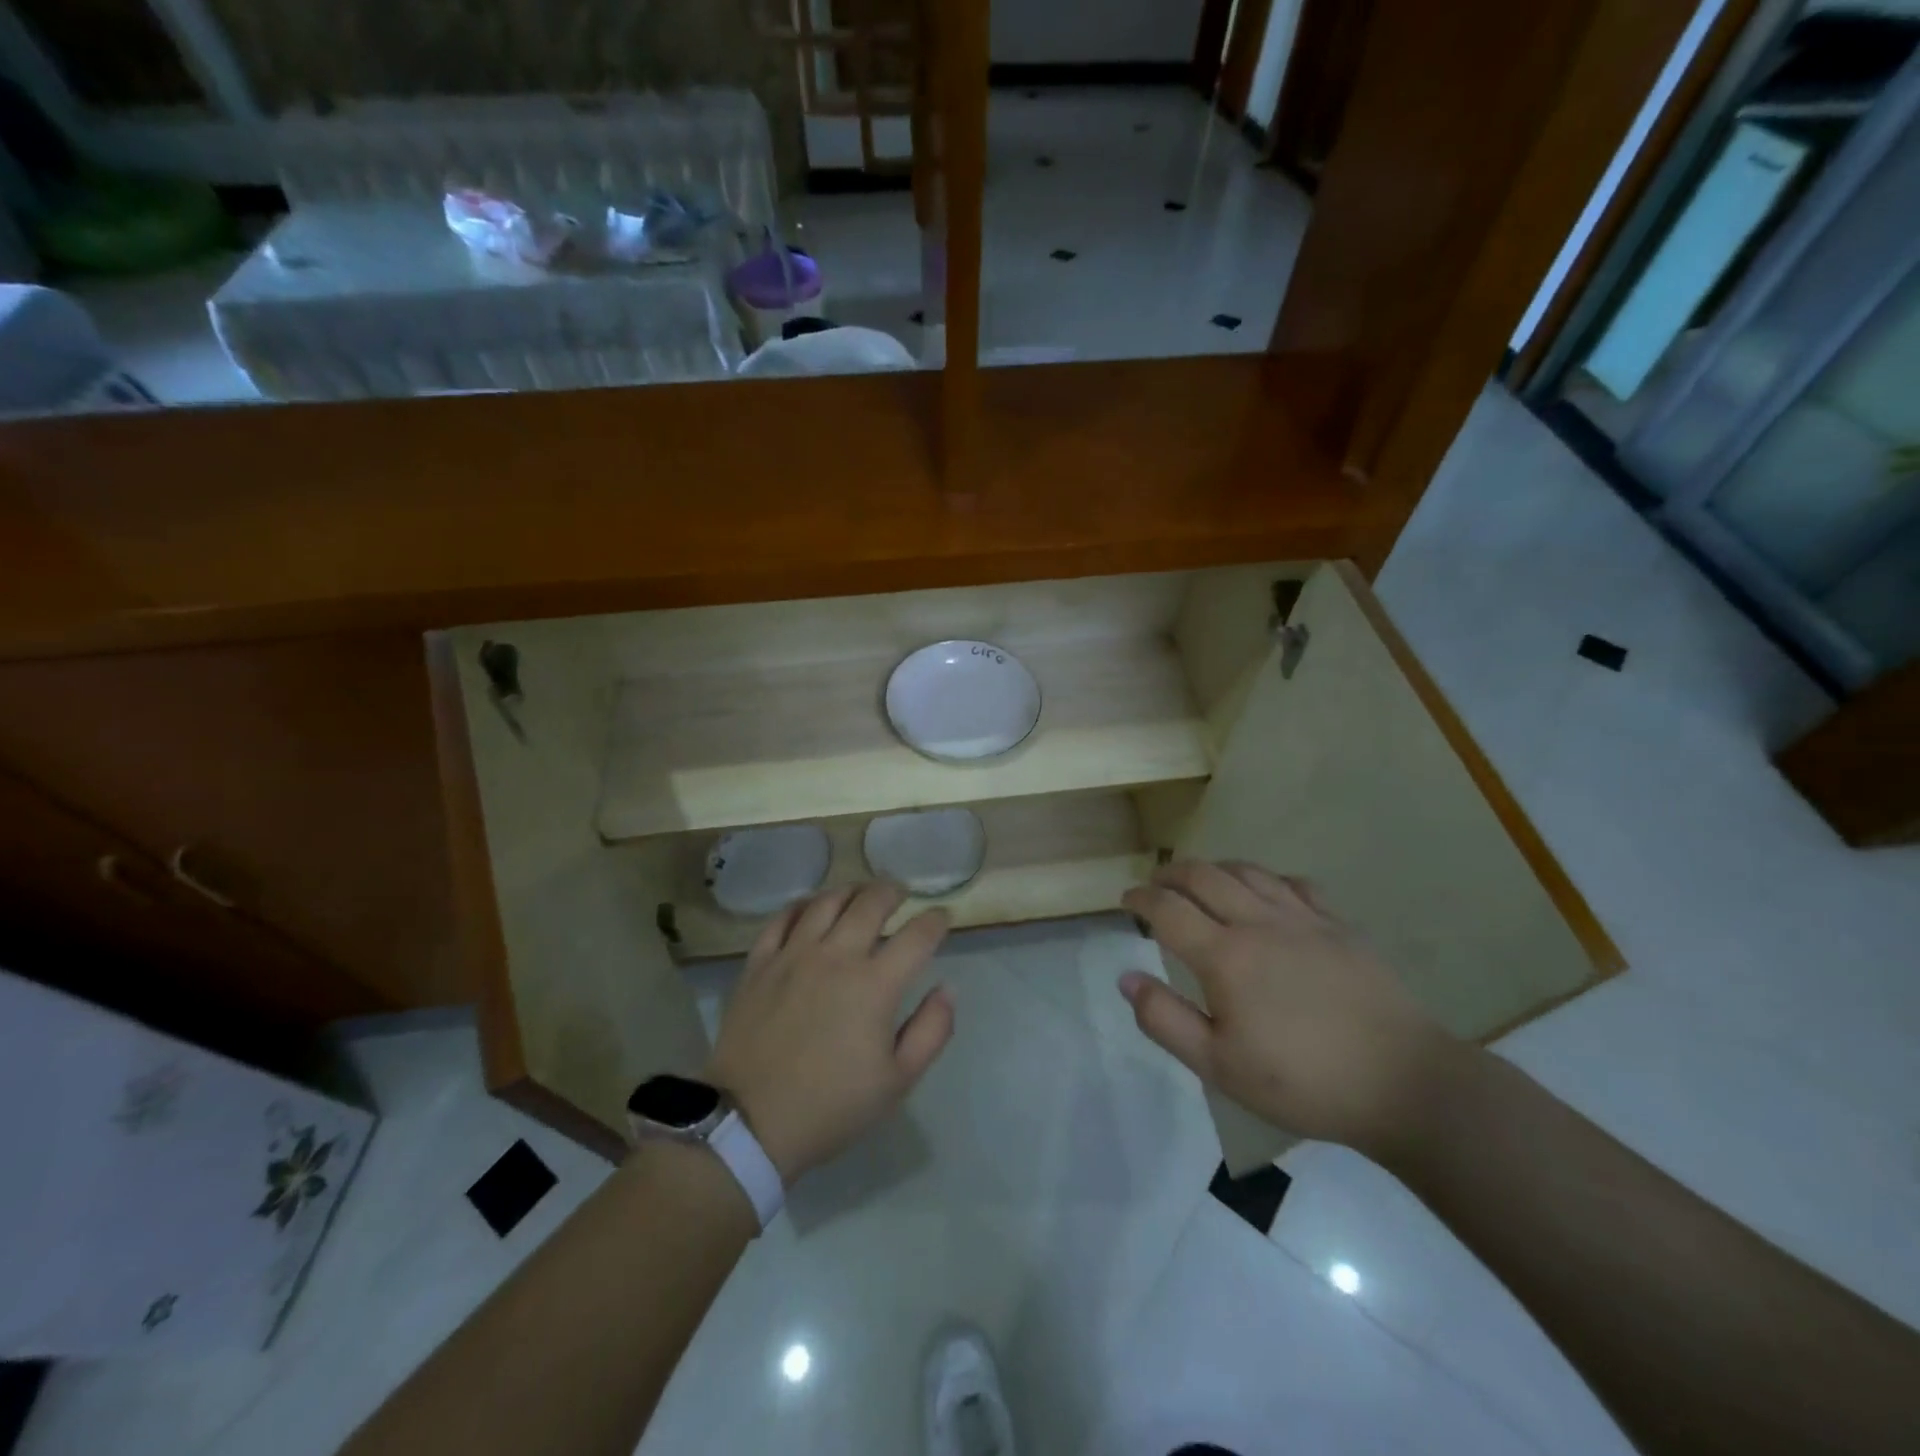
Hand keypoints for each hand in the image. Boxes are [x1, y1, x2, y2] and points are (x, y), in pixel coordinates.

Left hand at [707, 882, 953, 1182]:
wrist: (749, 1124)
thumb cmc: (831, 1106)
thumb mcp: (897, 1081)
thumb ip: (931, 1031)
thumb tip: (947, 989)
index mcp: (875, 984)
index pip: (917, 935)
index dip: (936, 920)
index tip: (942, 917)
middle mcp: (836, 956)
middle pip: (871, 902)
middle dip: (893, 891)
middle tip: (900, 893)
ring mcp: (793, 955)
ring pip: (826, 901)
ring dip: (850, 891)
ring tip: (859, 894)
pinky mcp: (759, 963)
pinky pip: (782, 918)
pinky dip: (802, 906)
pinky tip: (810, 909)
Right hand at [1119, 861, 1466, 1154]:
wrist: (1403, 1083)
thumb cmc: (1302, 1081)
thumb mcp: (1219, 1066)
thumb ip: (1165, 1020)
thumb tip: (1127, 978)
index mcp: (1224, 955)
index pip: (1167, 909)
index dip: (1140, 899)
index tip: (1126, 900)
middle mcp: (1259, 923)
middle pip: (1204, 876)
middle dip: (1171, 874)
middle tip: (1156, 884)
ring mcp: (1303, 919)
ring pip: (1248, 871)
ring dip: (1215, 869)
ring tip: (1202, 880)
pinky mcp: (1339, 926)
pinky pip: (1295, 884)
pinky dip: (1268, 880)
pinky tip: (1267, 893)